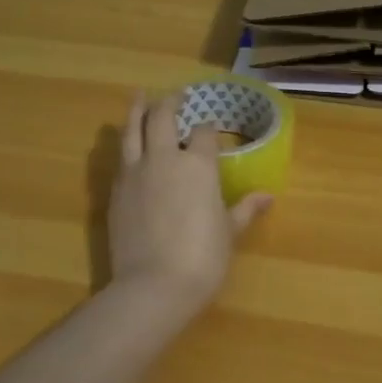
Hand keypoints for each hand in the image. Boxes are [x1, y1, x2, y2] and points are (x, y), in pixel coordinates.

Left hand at [109, 90, 272, 310]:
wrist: (154, 285)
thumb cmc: (203, 258)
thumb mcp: (229, 232)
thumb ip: (245, 210)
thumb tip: (267, 196)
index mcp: (198, 164)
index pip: (203, 132)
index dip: (207, 127)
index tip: (209, 127)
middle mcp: (164, 158)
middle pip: (161, 116)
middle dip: (169, 103)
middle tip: (174, 96)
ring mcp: (135, 172)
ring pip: (132, 129)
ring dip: (137, 110)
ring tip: (139, 96)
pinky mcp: (114, 191)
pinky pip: (120, 158)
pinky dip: (126, 144)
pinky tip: (128, 146)